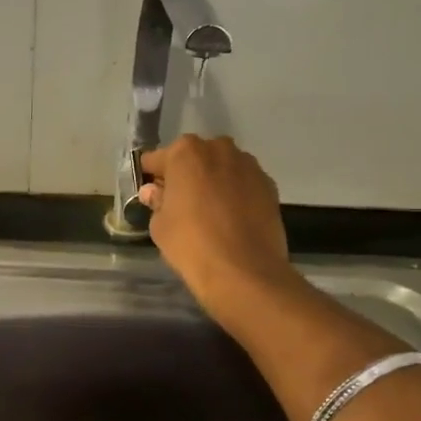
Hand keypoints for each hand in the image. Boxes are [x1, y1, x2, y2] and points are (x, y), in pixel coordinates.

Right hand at [139, 135, 304, 325]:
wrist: (245, 272)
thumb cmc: (192, 244)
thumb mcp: (160, 225)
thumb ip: (157, 201)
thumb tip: (154, 192)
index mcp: (186, 152)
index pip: (157, 159)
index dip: (152, 177)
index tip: (151, 195)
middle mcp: (219, 149)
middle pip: (194, 158)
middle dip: (186, 175)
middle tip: (181, 204)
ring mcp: (249, 165)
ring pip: (222, 168)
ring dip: (213, 181)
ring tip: (210, 213)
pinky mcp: (269, 185)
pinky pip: (243, 184)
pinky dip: (236, 194)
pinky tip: (233, 219)